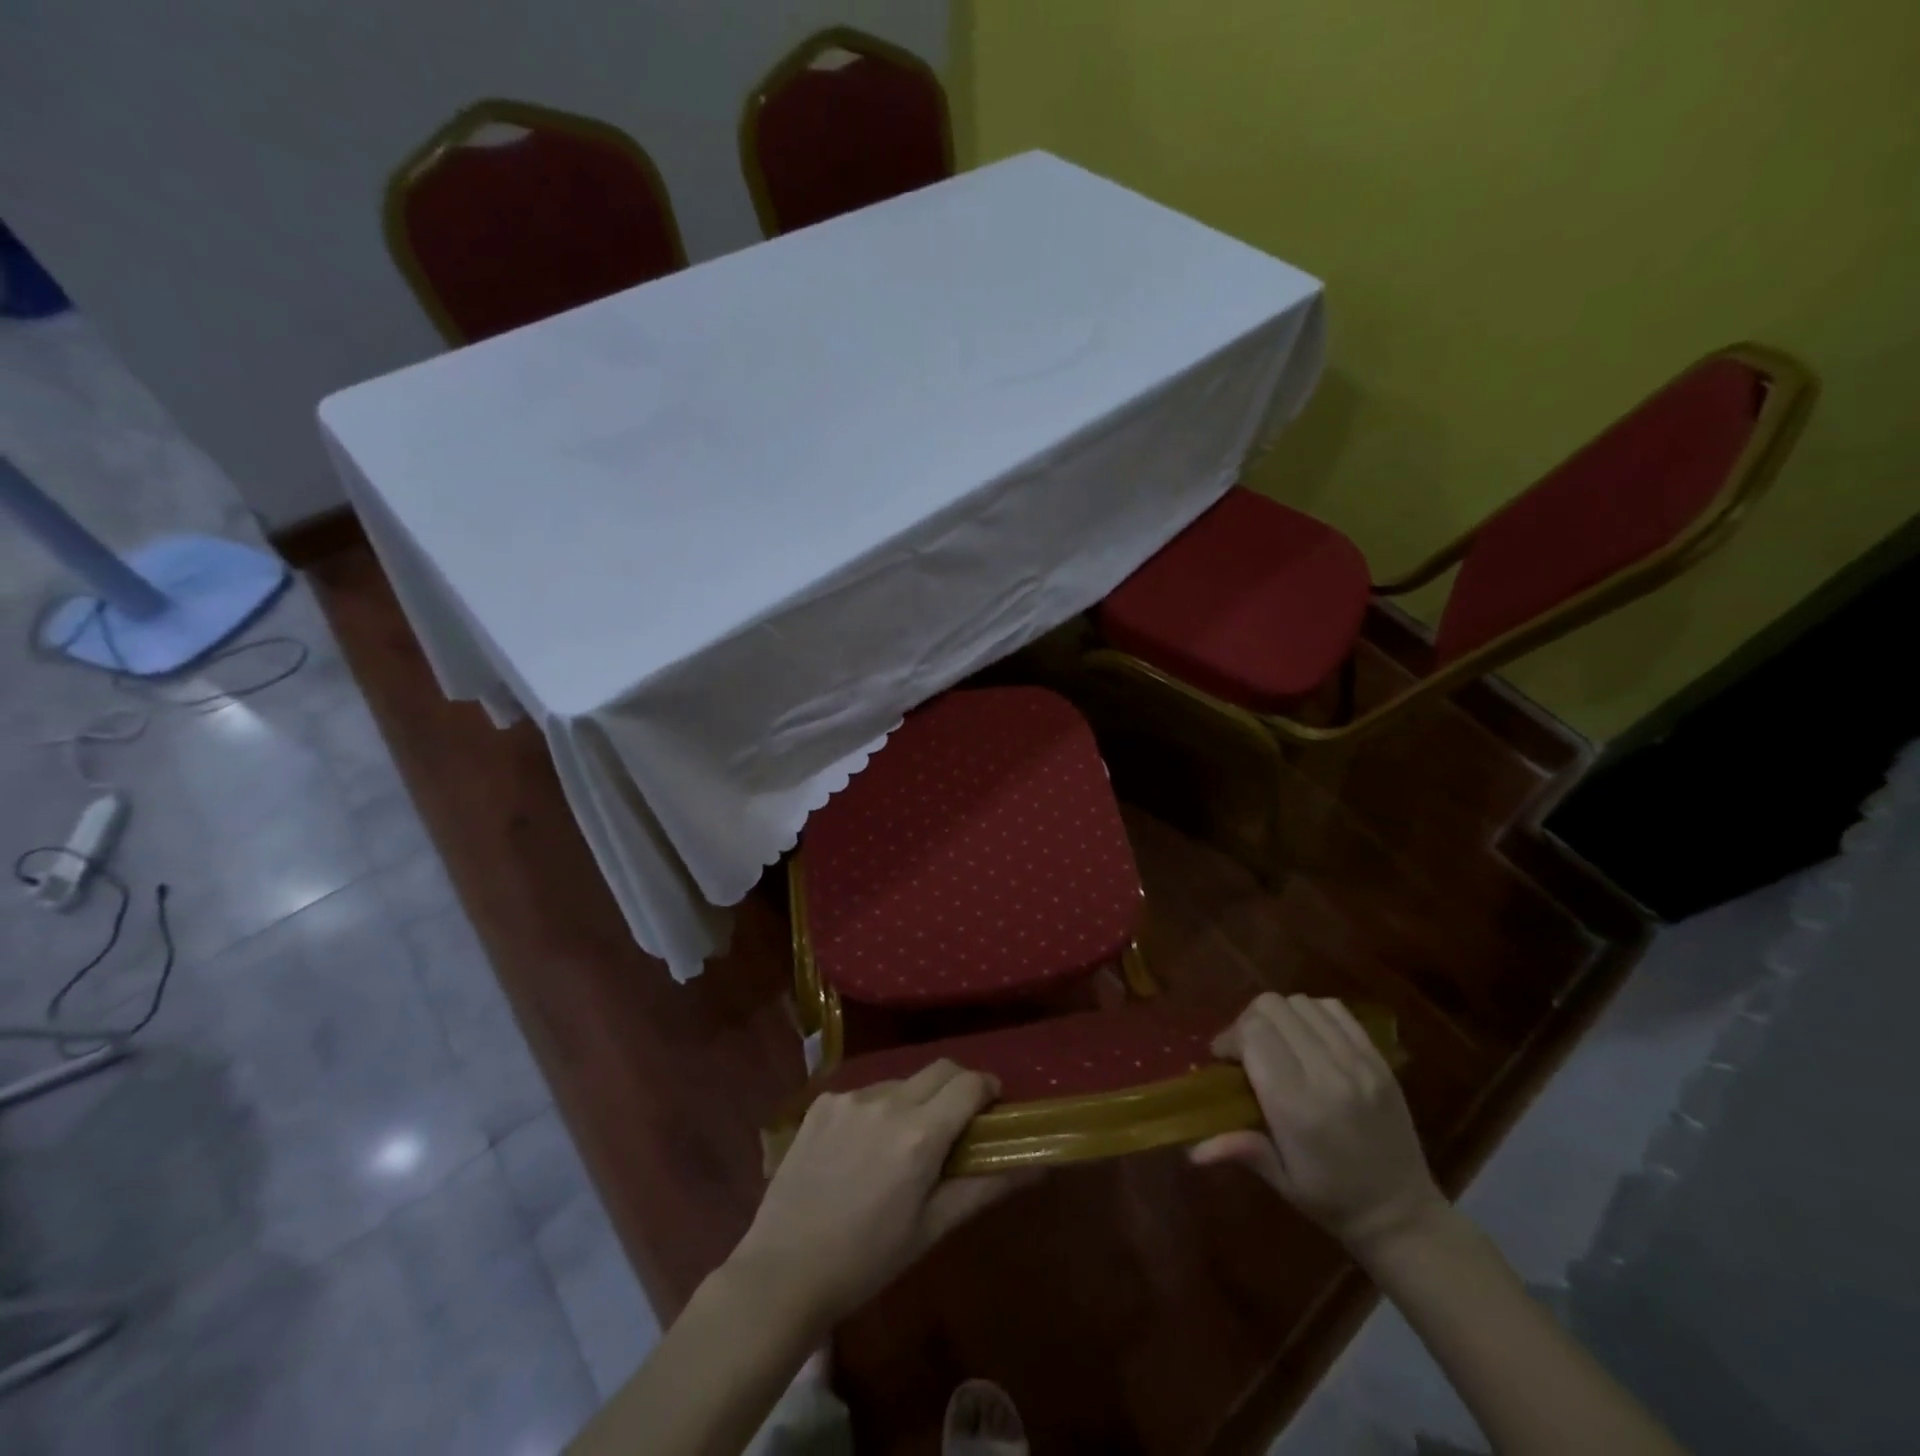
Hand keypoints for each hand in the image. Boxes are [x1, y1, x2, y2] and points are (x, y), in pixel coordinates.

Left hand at [732, 1060, 1030, 1330]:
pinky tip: (860, 1150)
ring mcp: (850, 1098)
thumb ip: (985, 1188)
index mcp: (920, 1134)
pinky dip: (876, 1110)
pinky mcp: (822, 1102)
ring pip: (901, 1081)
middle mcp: (888, 1101)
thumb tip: (1036, 1166)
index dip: (988, 1089)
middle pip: (940, 1069)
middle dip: (958, 1086)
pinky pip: (864, 1093)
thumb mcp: (932, 1228)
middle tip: (956, 1123)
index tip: (992, 1108)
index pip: (970, 1083)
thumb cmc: (868, 1259)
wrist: (784, 1271)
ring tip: (901, 1145)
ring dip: (915, 1100)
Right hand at [1192, 993, 1446, 1254]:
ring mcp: (1357, 1062)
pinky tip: (1307, 1037)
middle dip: (1248, 1021)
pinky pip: (1336, 1011)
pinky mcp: (1378, 1059)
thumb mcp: (1280, 1180)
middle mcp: (1326, 1074)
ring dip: (1280, 1015)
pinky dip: (1313, 1013)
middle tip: (1245, 1048)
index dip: (1229, 1037)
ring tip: (1276, 1041)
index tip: (1222, 1057)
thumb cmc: (1332, 1199)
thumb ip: (1238, 1149)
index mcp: (1295, 1104)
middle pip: (1272, 1008)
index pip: (1252, 1034)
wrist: (1403, 1214)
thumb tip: (1191, 1150)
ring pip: (1301, 1003)